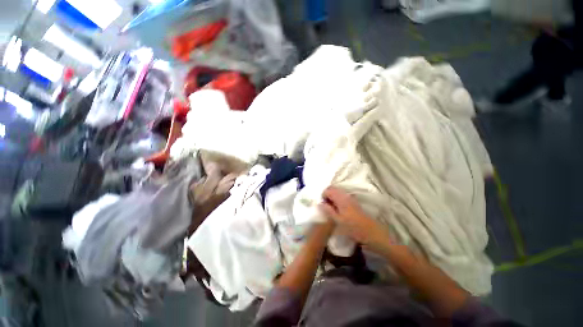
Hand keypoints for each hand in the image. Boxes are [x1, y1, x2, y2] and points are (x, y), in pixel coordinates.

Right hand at [319, 187, 389, 246]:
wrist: (372, 232)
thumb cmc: (354, 227)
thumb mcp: (338, 221)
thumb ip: (328, 210)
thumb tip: (320, 203)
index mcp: (341, 198)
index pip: (328, 190)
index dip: (323, 195)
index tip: (322, 204)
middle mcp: (345, 195)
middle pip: (333, 188)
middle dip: (327, 195)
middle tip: (325, 205)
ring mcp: (350, 197)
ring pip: (337, 192)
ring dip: (332, 197)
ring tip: (331, 208)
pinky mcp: (353, 201)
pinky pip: (342, 195)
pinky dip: (337, 199)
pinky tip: (338, 209)